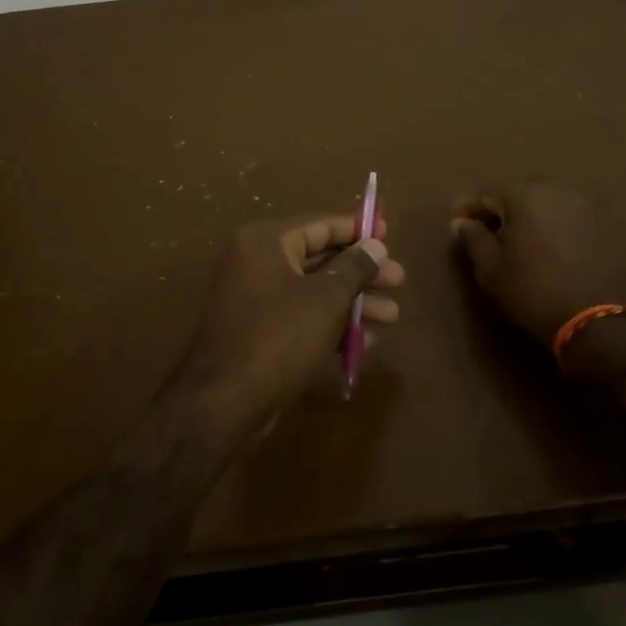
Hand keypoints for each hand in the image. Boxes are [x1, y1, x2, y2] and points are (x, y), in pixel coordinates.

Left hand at [179, 213, 404, 423]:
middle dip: (362, 273)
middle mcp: (257, 263)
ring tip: (393, 316)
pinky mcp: (260, 332)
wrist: (225, 400)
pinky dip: (332, 326)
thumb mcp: (326, 298)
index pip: (320, 225)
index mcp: (266, 242)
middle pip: (321, 259)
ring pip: (315, 292)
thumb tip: (376, 245)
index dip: (358, 230)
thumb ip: (355, 267)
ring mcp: (257, 299)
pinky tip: (367, 342)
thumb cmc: (280, 336)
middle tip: (399, 281)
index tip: (389, 235)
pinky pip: (303, 318)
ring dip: (354, 303)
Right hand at [450, 181, 625, 345]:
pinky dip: (555, 225)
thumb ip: (473, 239)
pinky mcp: (605, 223)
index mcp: (523, 196)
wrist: (596, 318)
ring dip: (530, 215)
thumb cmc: (532, 292)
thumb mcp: (490, 270)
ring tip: (522, 241)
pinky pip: (569, 216)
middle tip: (490, 233)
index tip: (457, 225)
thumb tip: (462, 222)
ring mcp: (585, 204)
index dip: (466, 208)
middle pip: (518, 193)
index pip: (485, 193)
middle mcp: (556, 189)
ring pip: (546, 202)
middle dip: (501, 209)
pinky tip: (551, 248)